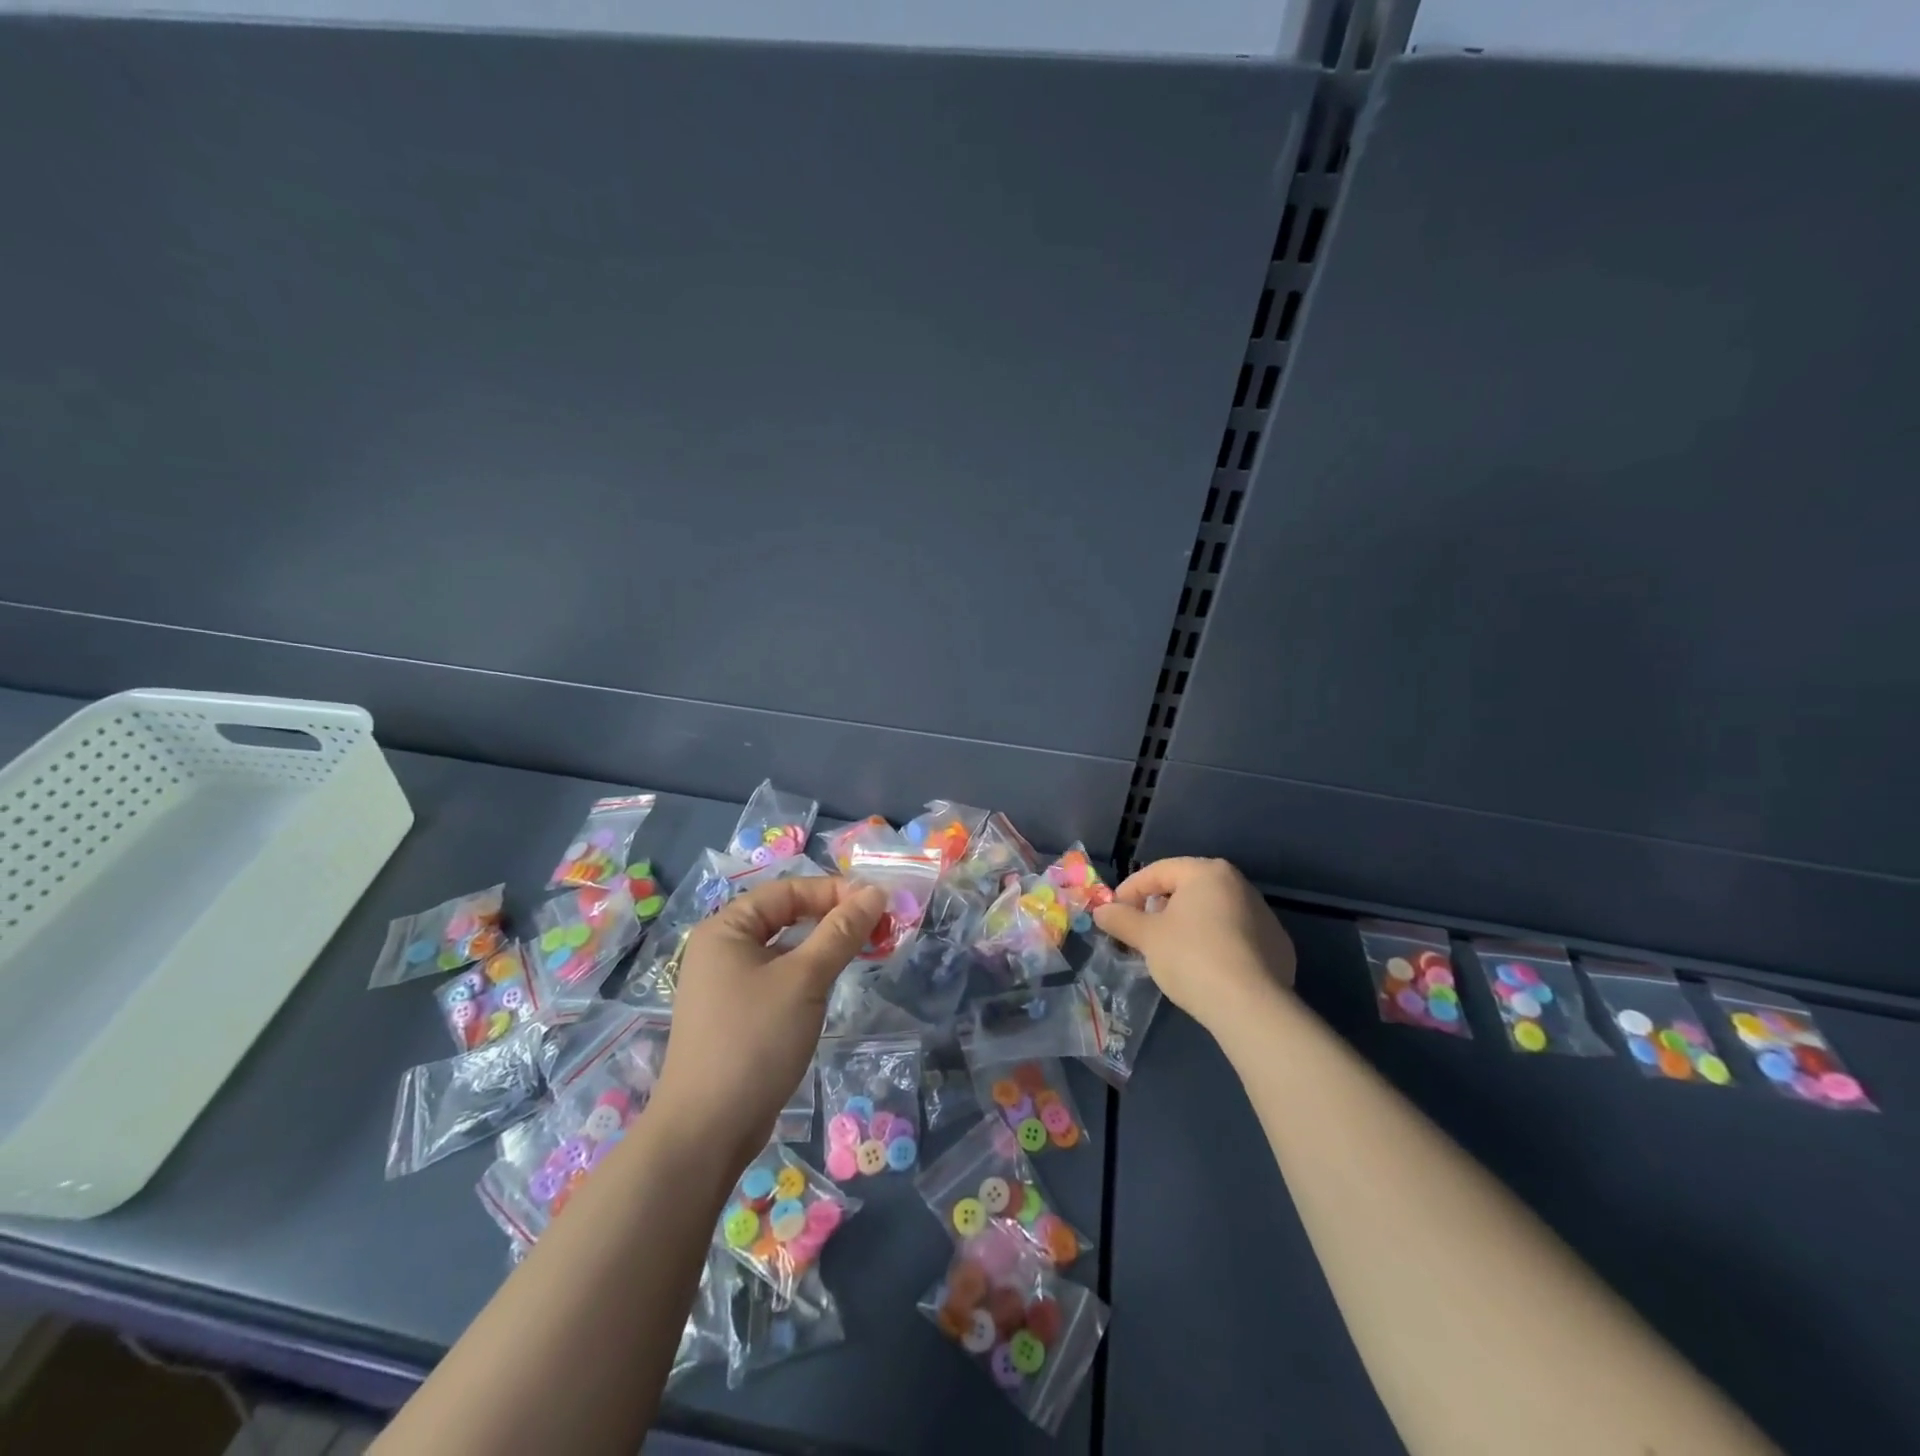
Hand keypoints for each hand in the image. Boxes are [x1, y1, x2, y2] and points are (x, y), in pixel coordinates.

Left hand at [649, 876, 884, 1171]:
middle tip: (877, 927)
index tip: (877, 904)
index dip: (833, 891)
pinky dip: (808, 974)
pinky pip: (778, 978)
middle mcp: (721, 949)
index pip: (787, 890)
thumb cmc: (755, 1040)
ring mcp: (726, 985)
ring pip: (784, 949)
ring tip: (863, 952)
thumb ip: (841, 932)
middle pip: (784, 916)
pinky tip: (831, 987)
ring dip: (823, 946)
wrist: (707, 1131)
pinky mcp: (736, 1015)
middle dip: (832, 917)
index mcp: (726, 928)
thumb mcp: (805, 979)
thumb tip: (875, 892)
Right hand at [1092, 857, 1295, 1033]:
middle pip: (1187, 890)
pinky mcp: (1278, 947)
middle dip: (1159, 909)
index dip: (1130, 891)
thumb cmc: (1191, 957)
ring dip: (1187, 926)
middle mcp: (1240, 885)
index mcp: (1208, 872)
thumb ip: (1120, 919)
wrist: (1250, 1007)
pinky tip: (1204, 969)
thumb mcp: (1146, 937)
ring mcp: (1264, 916)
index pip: (1158, 872)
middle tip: (1140, 933)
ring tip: (1170, 953)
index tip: (1114, 914)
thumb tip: (1101, 911)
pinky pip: (1235, 937)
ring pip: (1212, 913)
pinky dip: (1214, 945)